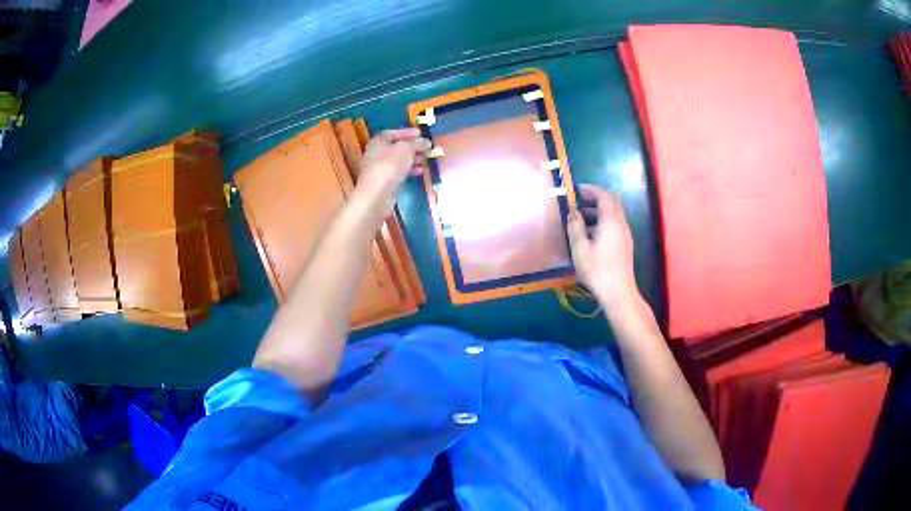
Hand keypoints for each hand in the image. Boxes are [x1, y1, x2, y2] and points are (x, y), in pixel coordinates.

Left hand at [356, 128, 430, 207]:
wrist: (377, 194)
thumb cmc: (390, 166)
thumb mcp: (406, 149)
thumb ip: (417, 143)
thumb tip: (426, 142)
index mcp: (378, 141)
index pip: (393, 133)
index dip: (407, 132)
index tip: (421, 134)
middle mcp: (376, 153)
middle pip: (396, 147)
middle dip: (412, 147)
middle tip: (426, 148)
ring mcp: (379, 169)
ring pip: (398, 160)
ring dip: (412, 159)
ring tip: (425, 160)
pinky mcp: (383, 182)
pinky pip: (398, 172)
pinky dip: (409, 171)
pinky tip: (420, 172)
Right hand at [567, 184, 638, 303]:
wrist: (619, 293)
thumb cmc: (597, 270)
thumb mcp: (580, 249)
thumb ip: (576, 227)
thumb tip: (573, 212)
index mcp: (611, 221)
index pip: (604, 196)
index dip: (591, 190)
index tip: (577, 190)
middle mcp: (621, 224)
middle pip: (613, 202)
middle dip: (597, 198)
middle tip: (580, 200)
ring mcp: (625, 235)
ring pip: (615, 214)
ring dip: (599, 211)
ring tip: (581, 218)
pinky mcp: (625, 245)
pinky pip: (615, 225)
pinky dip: (604, 222)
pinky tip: (591, 235)